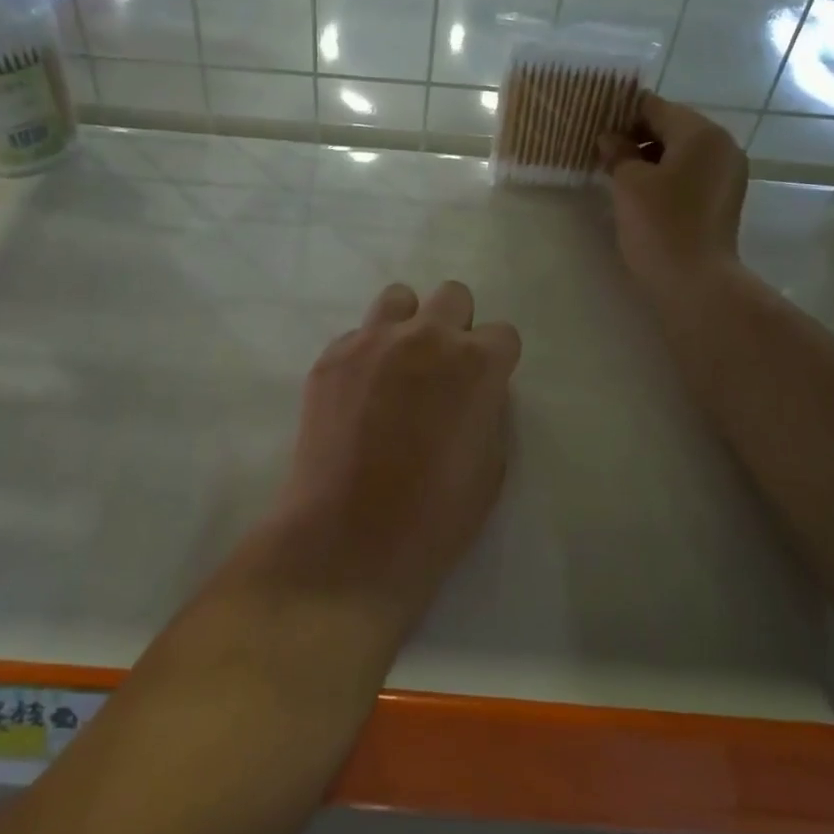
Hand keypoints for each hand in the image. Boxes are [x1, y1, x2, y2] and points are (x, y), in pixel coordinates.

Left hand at [272, 281, 520, 628]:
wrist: (349, 537)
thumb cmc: (435, 515)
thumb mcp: (491, 465)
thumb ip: (487, 410)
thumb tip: (473, 391)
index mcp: (476, 363)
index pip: (502, 334)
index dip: (496, 362)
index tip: (483, 387)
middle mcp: (426, 337)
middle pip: (453, 296)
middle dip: (456, 327)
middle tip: (442, 371)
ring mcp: (372, 341)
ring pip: (399, 299)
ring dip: (407, 325)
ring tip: (398, 368)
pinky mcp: (331, 357)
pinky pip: (356, 335)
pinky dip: (365, 355)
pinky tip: (357, 396)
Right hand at [598, 94, 748, 295]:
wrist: (696, 282)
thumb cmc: (660, 225)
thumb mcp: (629, 184)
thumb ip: (618, 152)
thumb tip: (609, 138)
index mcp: (701, 133)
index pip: (655, 107)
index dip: (622, 113)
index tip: (595, 125)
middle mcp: (722, 145)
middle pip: (672, 127)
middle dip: (637, 136)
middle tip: (602, 152)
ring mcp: (728, 173)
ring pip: (682, 152)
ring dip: (651, 157)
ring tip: (618, 174)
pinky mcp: (725, 199)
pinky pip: (691, 174)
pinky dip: (667, 175)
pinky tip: (642, 193)